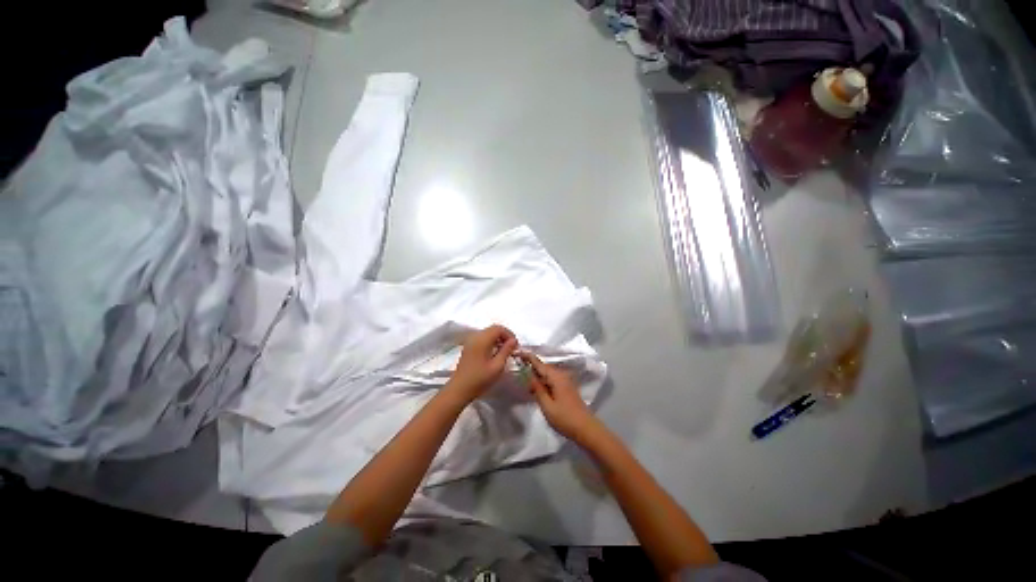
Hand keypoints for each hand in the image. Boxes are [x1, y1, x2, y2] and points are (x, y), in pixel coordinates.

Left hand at [446, 325, 518, 403]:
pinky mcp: (468, 347)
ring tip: (505, 351)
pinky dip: (491, 342)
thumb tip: (513, 340)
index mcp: (482, 340)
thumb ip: (506, 351)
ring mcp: (470, 341)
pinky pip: (482, 338)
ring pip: (488, 333)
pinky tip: (495, 353)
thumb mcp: (497, 366)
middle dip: (504, 336)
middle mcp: (475, 337)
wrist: (459, 390)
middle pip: (493, 329)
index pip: (499, 328)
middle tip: (512, 348)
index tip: (515, 346)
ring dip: (498, 339)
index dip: (509, 334)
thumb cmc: (480, 379)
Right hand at [519, 352, 599, 442]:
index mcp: (556, 377)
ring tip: (527, 386)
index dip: (527, 357)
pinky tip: (538, 390)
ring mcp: (565, 381)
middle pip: (543, 367)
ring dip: (537, 376)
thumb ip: (537, 389)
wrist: (586, 429)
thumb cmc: (565, 418)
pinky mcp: (567, 387)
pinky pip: (552, 379)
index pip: (538, 363)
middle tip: (519, 374)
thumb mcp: (547, 406)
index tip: (516, 352)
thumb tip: (529, 376)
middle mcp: (561, 375)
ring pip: (547, 373)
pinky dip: (543, 382)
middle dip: (531, 368)